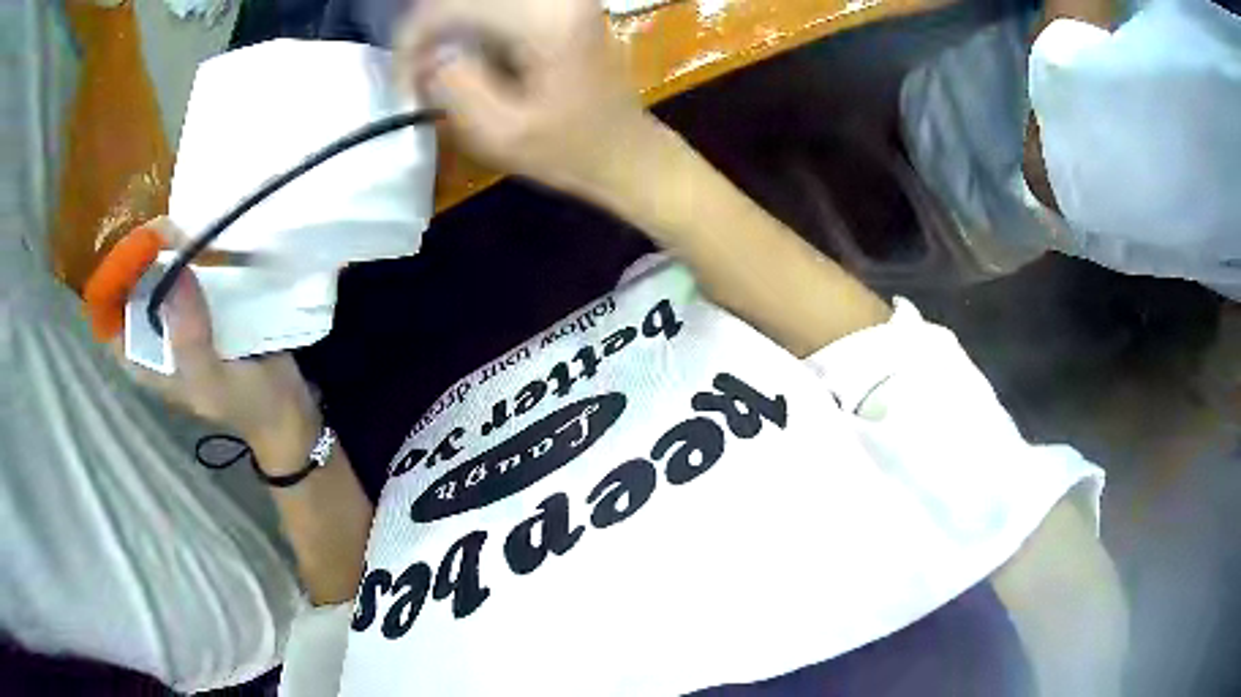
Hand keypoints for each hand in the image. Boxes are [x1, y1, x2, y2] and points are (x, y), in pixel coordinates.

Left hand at [115, 220, 320, 474]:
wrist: (285, 407)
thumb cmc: (245, 404)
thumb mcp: (212, 382)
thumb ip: (189, 339)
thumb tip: (173, 274)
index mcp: (142, 359)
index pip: (107, 313)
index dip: (115, 278)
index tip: (141, 251)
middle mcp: (151, 333)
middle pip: (130, 281)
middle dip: (143, 252)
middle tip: (172, 232)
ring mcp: (175, 313)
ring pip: (156, 268)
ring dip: (168, 245)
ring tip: (190, 231)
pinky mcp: (199, 300)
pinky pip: (185, 266)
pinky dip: (191, 248)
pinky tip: (206, 238)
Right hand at [396, 0, 653, 195]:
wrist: (626, 152)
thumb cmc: (570, 151)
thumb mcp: (500, 133)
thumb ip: (454, 86)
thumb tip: (428, 56)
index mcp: (544, 18)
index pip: (451, 5)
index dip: (412, 39)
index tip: (404, 82)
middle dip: (428, 33)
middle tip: (419, 77)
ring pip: (475, 1)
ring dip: (448, 30)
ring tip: (439, 73)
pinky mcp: (557, 7)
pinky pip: (494, 8)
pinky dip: (469, 28)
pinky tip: (468, 61)